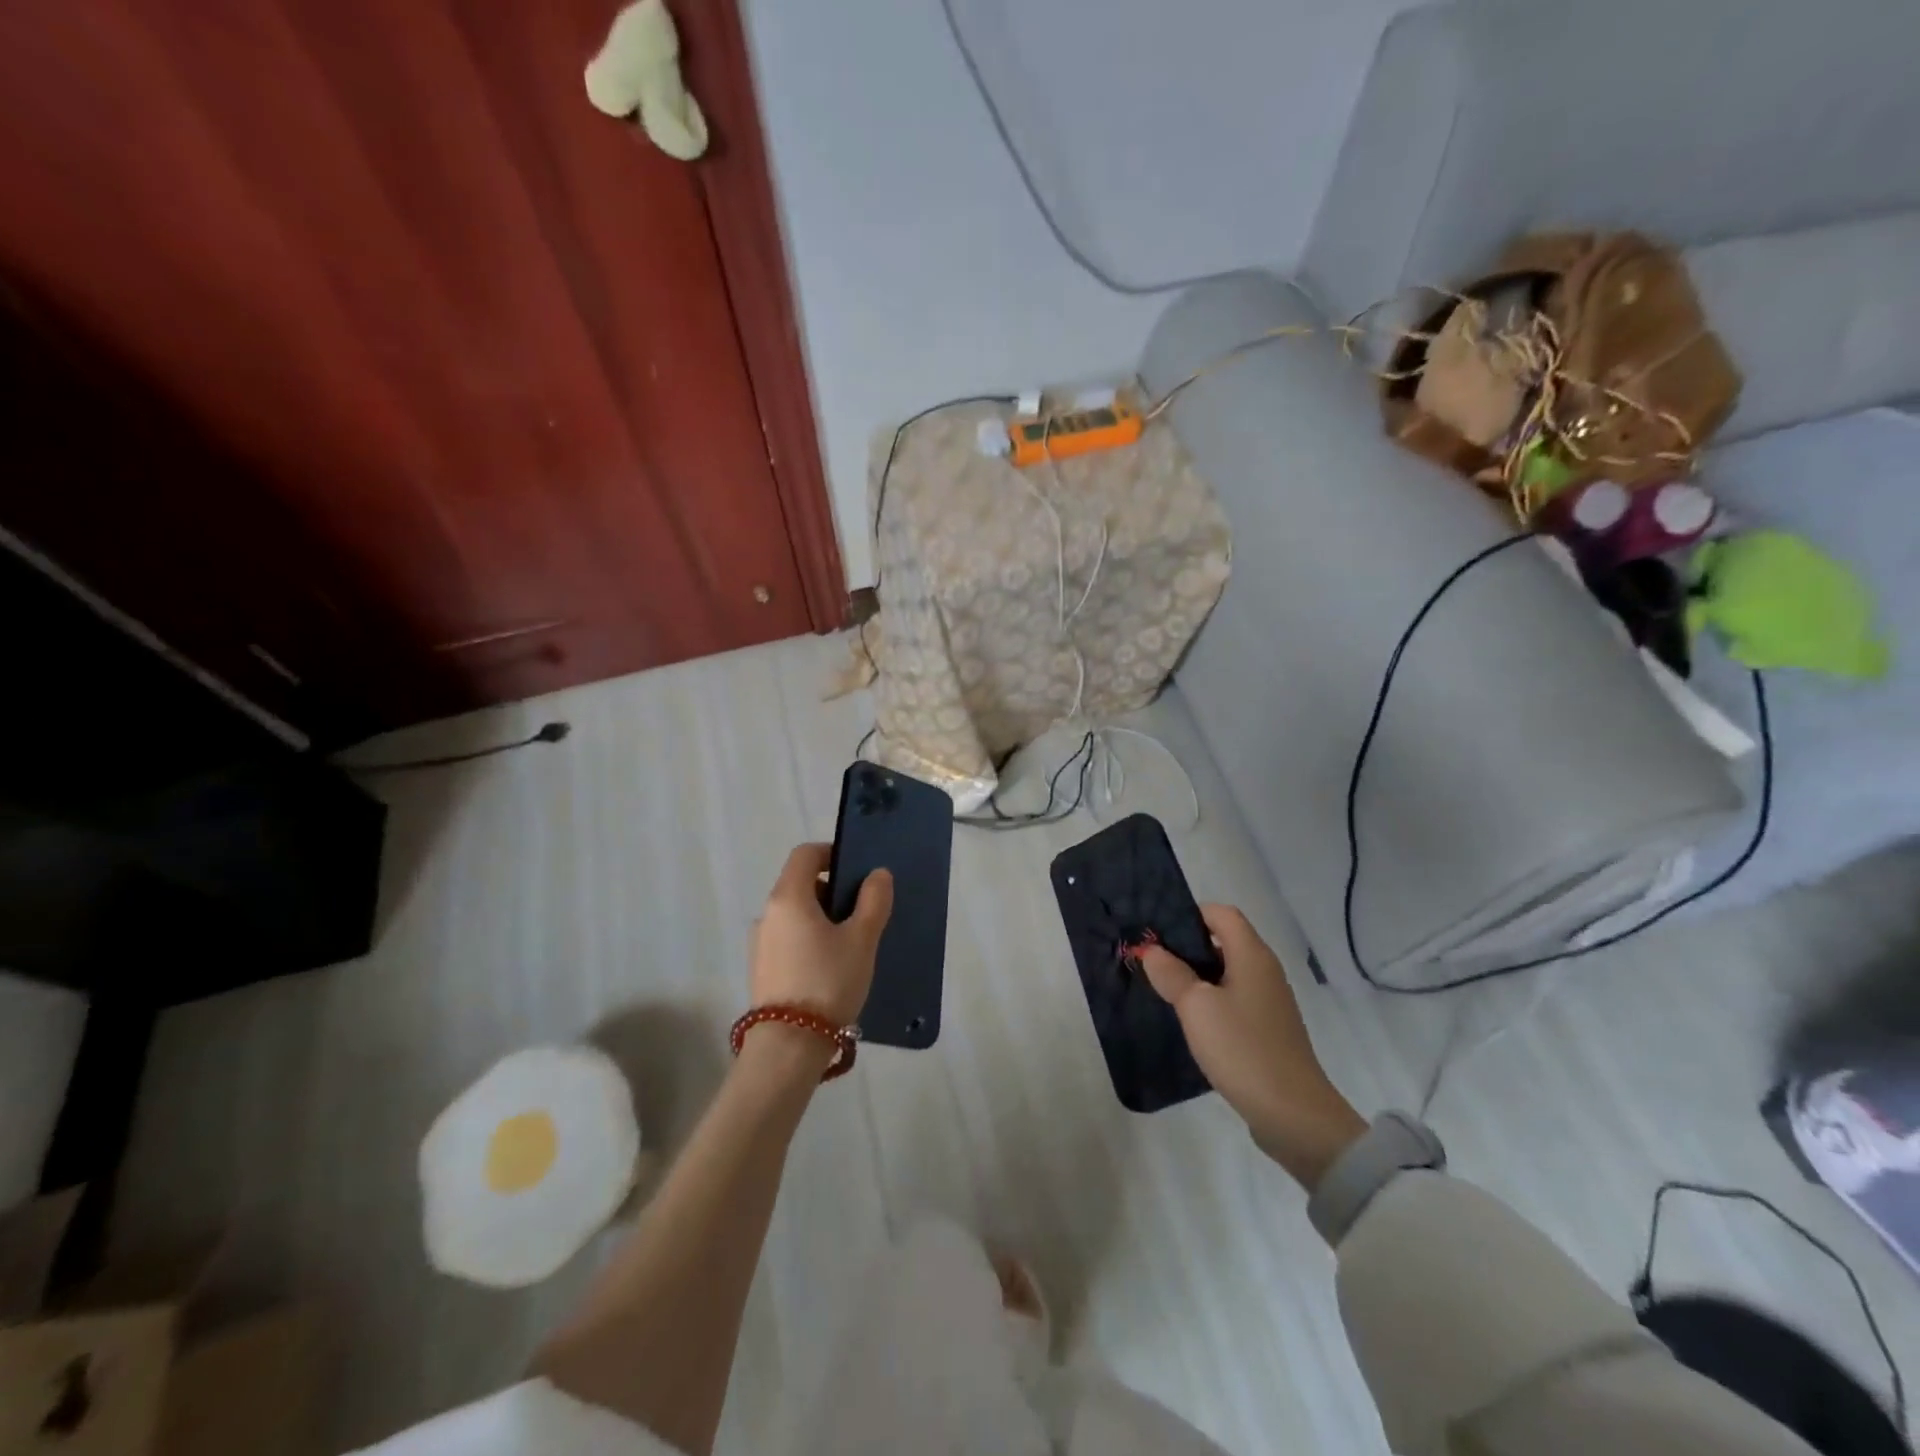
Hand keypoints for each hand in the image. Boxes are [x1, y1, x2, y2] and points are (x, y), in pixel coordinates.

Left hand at [749, 843, 892, 1027]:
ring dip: (821, 917)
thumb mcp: (861, 939)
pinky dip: (809, 939)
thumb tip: (877, 874)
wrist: (789, 1046)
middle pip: (799, 884)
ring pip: (794, 914)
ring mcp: (760, 943)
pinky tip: (830, 967)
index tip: (856, 871)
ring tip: (850, 944)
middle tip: (861, 912)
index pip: (804, 854)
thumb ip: (873, 901)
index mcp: (788, 897)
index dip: (831, 853)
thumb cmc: (828, 981)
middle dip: (831, 890)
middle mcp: (767, 914)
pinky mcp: (761, 969)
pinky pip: (788, 939)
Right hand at [1137, 905, 1365, 1188]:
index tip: (1157, 932)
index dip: (1189, 914)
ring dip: (1196, 975)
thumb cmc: (1242, 1048)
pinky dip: (1210, 1000)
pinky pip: (1233, 999)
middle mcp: (1264, 971)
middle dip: (1186, 946)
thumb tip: (1152, 950)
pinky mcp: (1267, 1029)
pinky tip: (1190, 1020)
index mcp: (1252, 955)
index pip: (1221, 913)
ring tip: (1163, 988)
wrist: (1293, 1114)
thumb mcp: (1196, 1007)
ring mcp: (1269, 1001)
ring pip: (1227, 972)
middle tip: (1151, 960)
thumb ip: (1171, 973)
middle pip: (1223, 940)